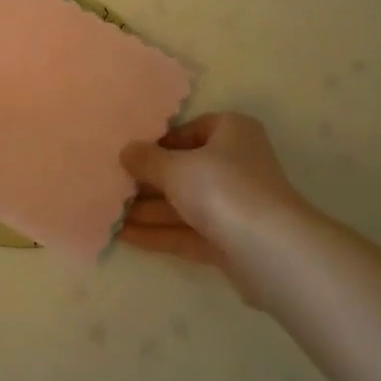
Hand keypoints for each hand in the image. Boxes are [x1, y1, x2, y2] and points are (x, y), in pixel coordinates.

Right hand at [118, 113, 307, 293]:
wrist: (270, 250)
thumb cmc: (223, 188)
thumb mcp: (176, 168)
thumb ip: (147, 160)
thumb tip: (126, 151)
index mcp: (232, 132)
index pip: (191, 130)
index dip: (159, 142)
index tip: (130, 154)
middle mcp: (236, 164)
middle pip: (186, 169)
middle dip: (149, 180)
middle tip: (112, 185)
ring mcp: (234, 205)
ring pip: (185, 203)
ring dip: (149, 209)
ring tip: (109, 213)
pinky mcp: (229, 241)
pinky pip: (188, 232)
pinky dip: (160, 233)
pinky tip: (125, 236)